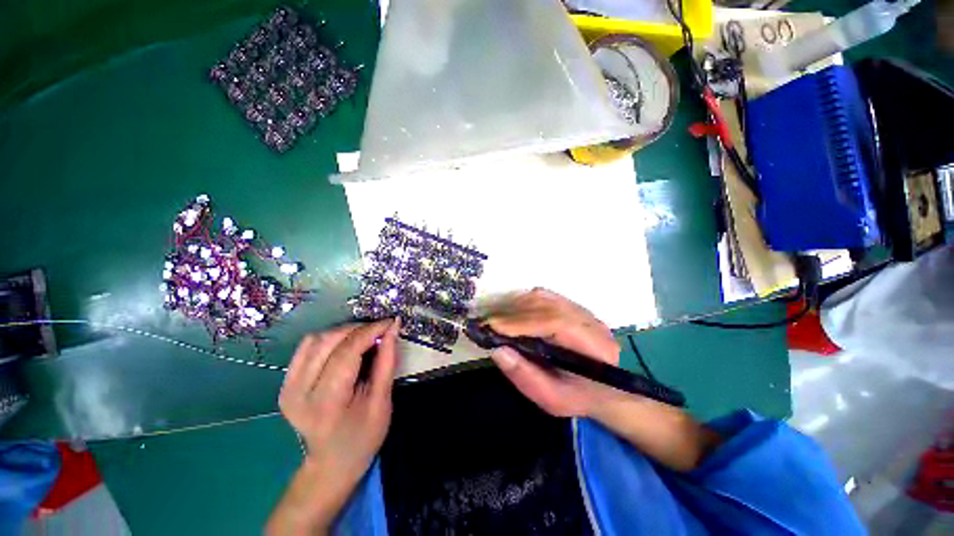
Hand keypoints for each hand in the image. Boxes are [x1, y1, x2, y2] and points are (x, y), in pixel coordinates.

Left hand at [278, 319, 399, 498]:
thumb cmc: (363, 437)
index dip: (370, 331)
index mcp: (326, 403)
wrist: (331, 463)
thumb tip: (392, 328)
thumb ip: (387, 361)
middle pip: (329, 341)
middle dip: (359, 329)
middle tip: (381, 331)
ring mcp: (288, 387)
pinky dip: (329, 338)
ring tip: (365, 337)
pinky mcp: (286, 383)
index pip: (347, 352)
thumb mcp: (383, 401)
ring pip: (316, 339)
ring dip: (345, 332)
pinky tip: (345, 345)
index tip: (390, 322)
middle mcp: (299, 393)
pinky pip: (307, 346)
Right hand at [484, 288, 620, 417]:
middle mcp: (591, 322)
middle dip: (514, 314)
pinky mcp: (573, 306)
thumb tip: (497, 350)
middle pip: (548, 306)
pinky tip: (512, 313)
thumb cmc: (577, 397)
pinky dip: (523, 302)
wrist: (603, 389)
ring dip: (516, 306)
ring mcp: (583, 311)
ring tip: (497, 319)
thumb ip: (525, 376)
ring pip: (544, 298)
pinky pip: (545, 296)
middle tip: (487, 323)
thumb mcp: (551, 398)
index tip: (494, 327)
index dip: (523, 323)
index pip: (556, 323)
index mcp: (595, 349)